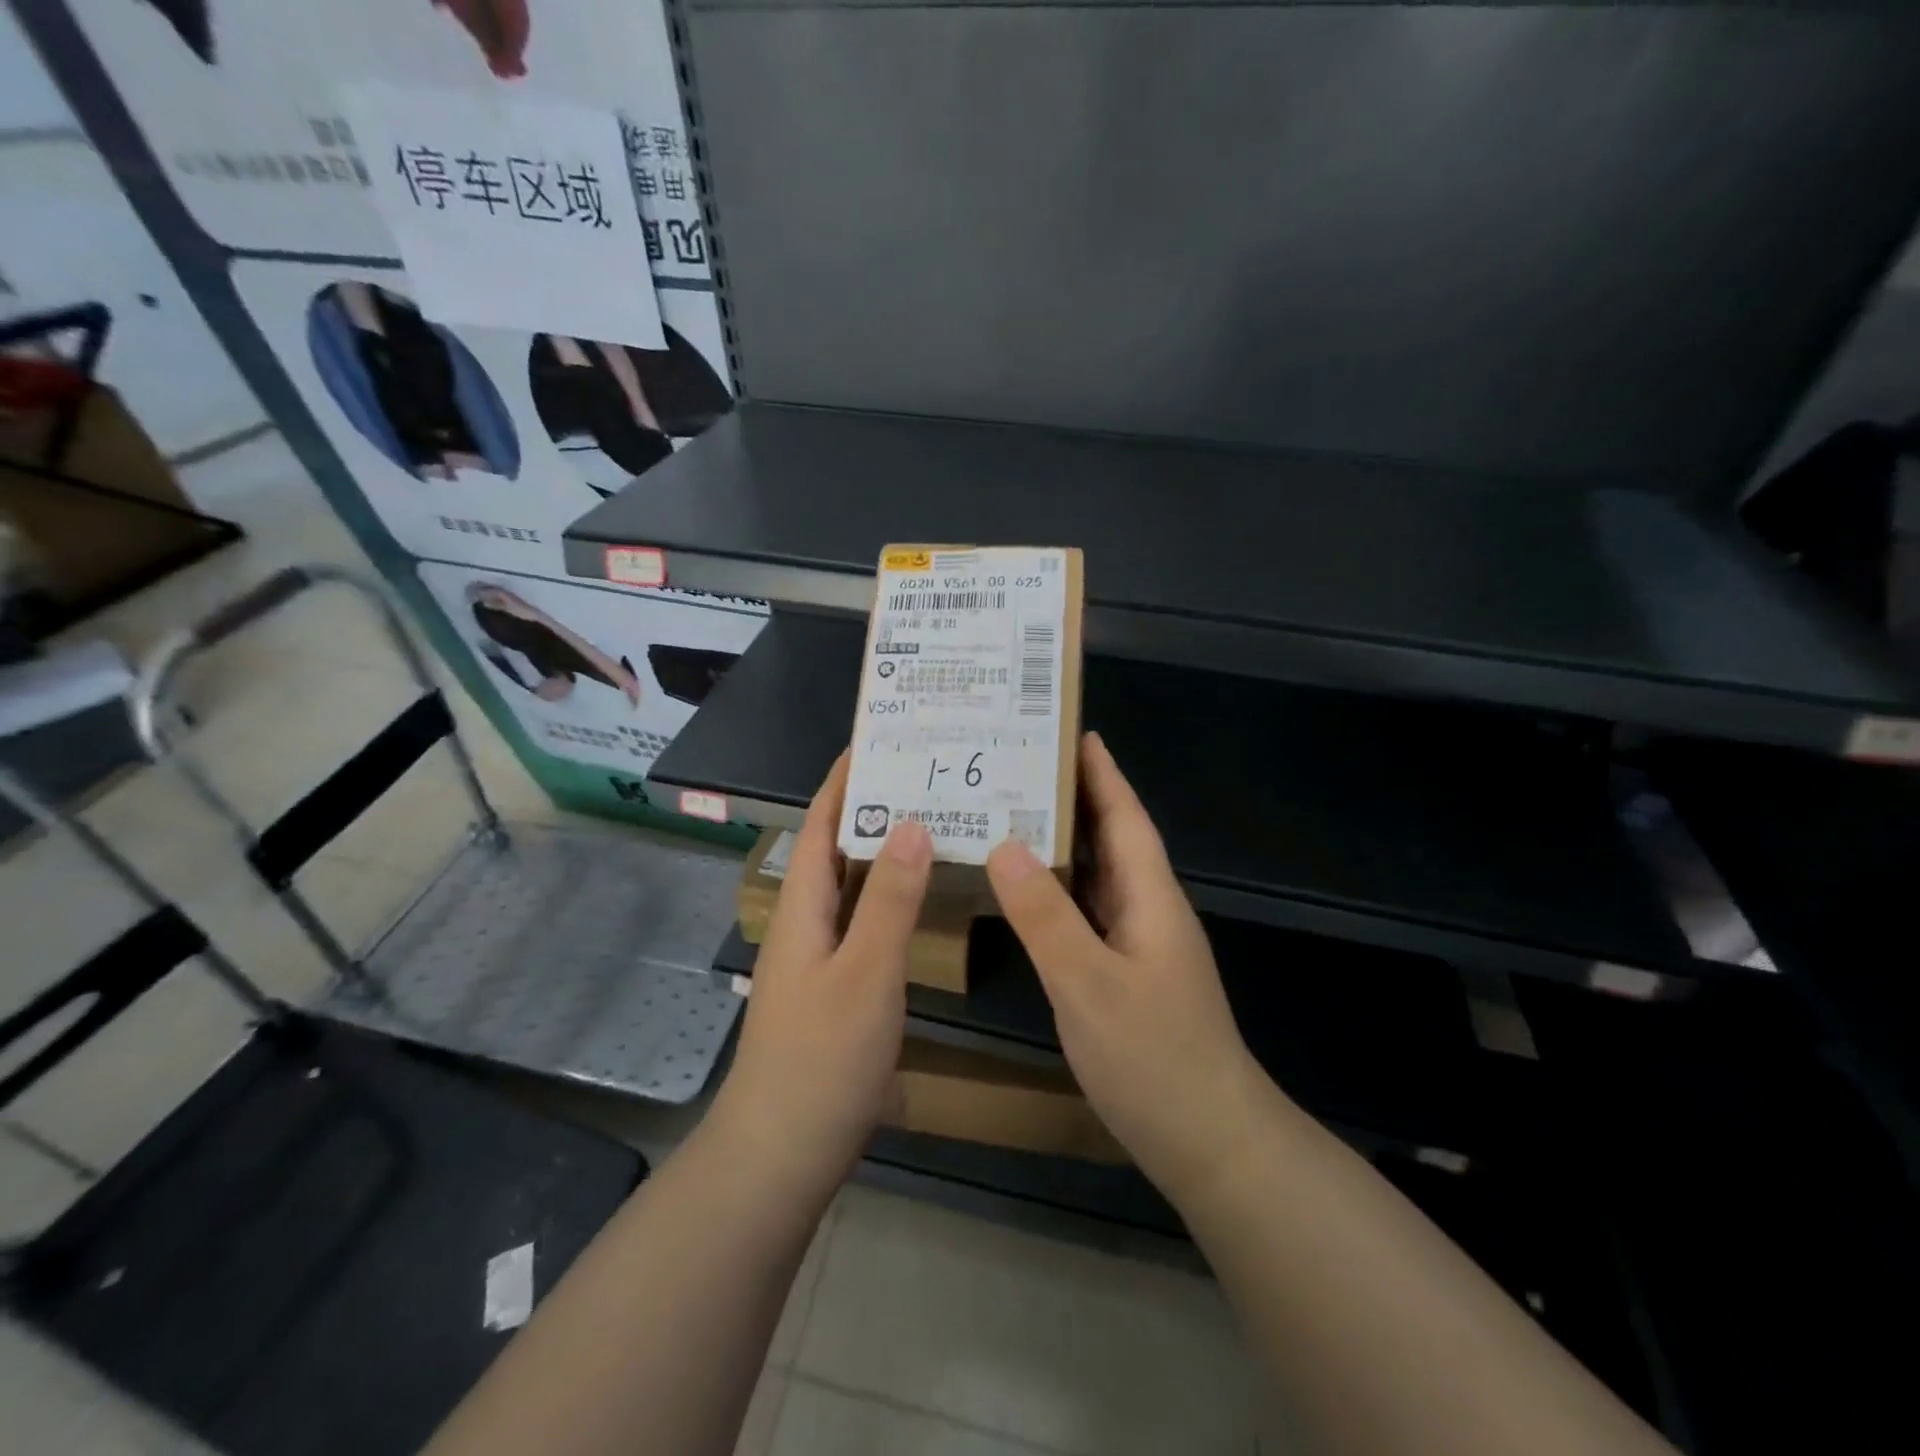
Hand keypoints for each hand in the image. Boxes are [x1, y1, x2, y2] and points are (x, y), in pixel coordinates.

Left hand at [713, 754, 932, 1204]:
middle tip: (930, 776)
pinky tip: (926, 897)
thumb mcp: (866, 973)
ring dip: (888, 851)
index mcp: (803, 906)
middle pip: (839, 847)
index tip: (880, 739)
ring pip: (856, 885)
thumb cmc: (822, 1058)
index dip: (845, 779)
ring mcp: (820, 956)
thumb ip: (890, 900)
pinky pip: (867, 920)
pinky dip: (894, 896)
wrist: (781, 1153)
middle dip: (876, 806)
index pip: (822, 822)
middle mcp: (807, 921)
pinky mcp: (837, 986)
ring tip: (938, 821)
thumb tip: (911, 823)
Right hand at [986, 732, 1268, 1203]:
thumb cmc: (1154, 1056)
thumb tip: (1004, 843)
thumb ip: (1045, 915)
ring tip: (1011, 814)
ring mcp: (1139, 945)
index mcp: (1150, 898)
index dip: (1102, 773)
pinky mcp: (1126, 974)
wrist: (1210, 1141)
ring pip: (1098, 876)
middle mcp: (1148, 910)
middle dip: (1074, 798)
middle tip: (1020, 768)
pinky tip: (1026, 891)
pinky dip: (1058, 890)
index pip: (1125, 817)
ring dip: (1063, 843)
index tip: (1073, 732)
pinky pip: (1088, 912)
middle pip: (1111, 838)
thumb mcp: (1088, 983)